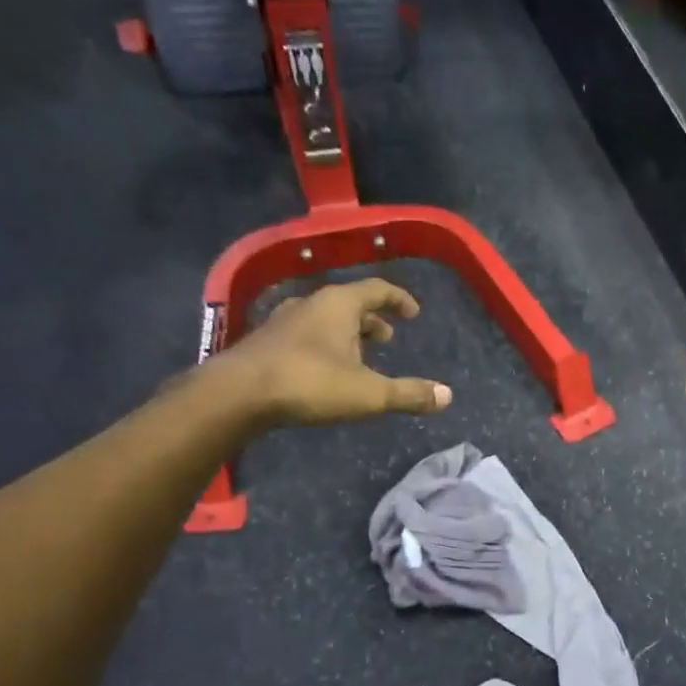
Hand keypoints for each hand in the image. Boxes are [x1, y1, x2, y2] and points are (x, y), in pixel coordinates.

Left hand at [208, 278, 452, 426]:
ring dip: (347, 333)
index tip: (413, 313)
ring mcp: (284, 321)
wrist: (238, 394)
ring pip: (325, 319)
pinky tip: (325, 368)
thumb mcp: (369, 393)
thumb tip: (447, 396)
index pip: (377, 289)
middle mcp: (311, 304)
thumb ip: (408, 393)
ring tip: (360, 354)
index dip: (398, 299)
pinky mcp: (266, 342)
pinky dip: (324, 344)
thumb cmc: (310, 383)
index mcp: (339, 304)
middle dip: (372, 319)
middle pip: (349, 303)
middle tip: (389, 337)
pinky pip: (305, 334)